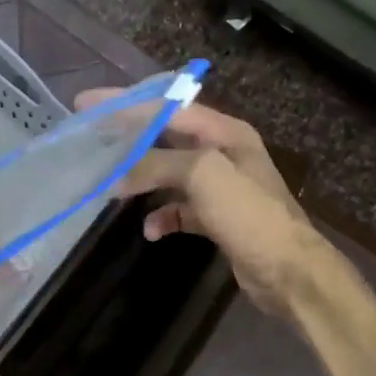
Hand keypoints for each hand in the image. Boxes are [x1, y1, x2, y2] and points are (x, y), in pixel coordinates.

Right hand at [76, 88, 318, 315]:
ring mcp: (221, 188)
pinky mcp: (217, 219)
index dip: (126, 104)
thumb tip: (116, 176)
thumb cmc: (249, 214)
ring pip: (170, 175)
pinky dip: (162, 216)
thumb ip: (157, 165)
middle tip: (92, 142)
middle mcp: (223, 154)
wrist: (288, 271)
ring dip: (142, 181)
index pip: (168, 107)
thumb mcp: (202, 175)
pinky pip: (180, 210)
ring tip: (111, 188)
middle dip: (130, 140)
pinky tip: (150, 230)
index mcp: (224, 133)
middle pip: (166, 138)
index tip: (87, 105)